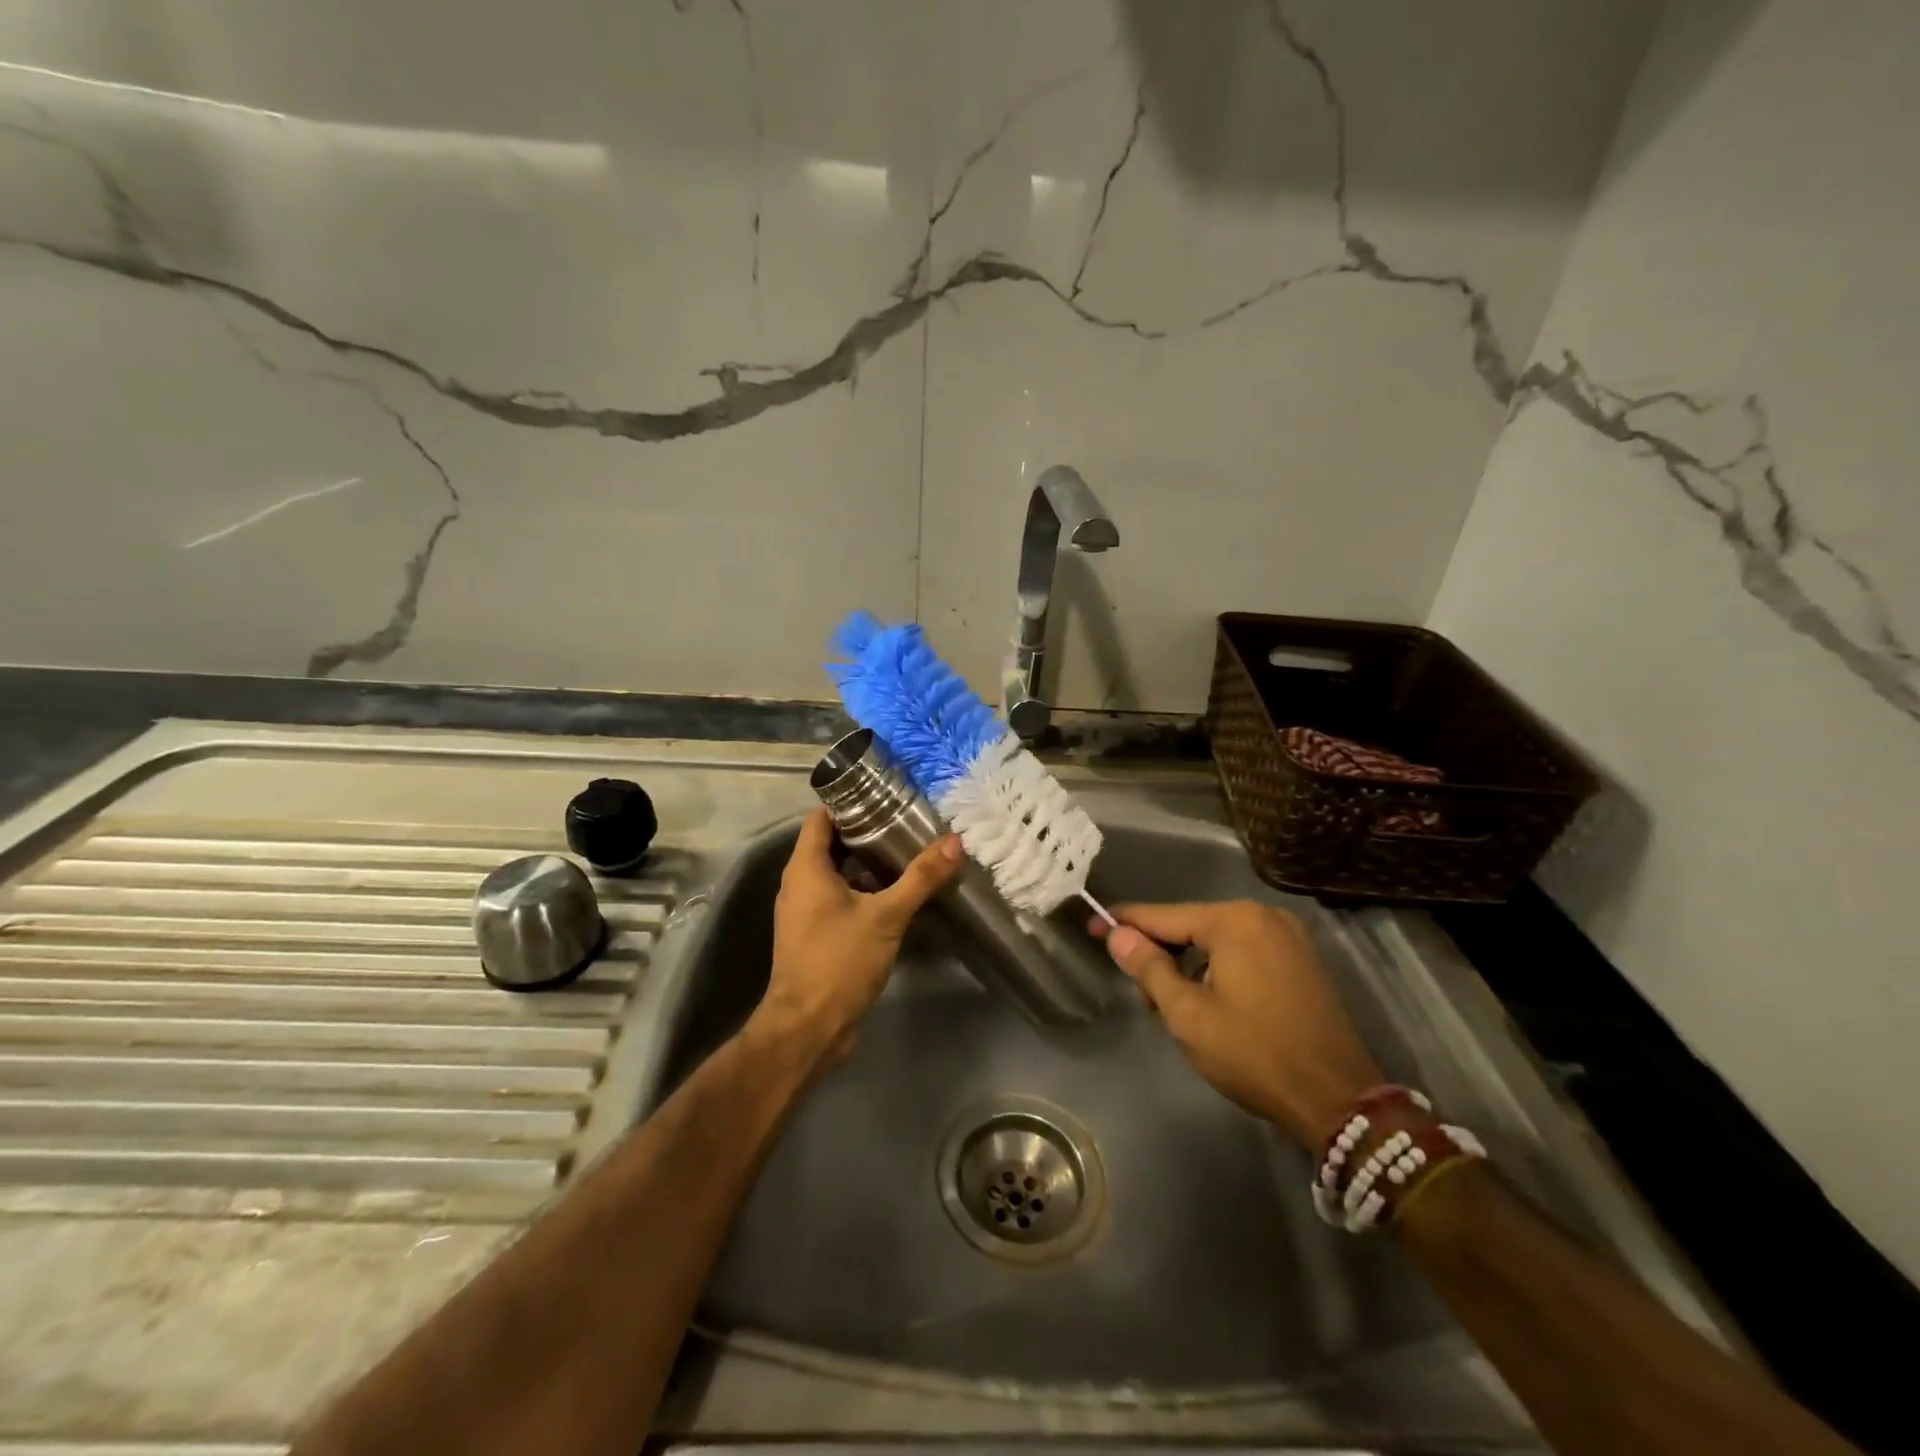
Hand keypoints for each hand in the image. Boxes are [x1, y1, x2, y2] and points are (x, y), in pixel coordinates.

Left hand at [751, 807, 963, 1067]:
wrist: (808, 1028)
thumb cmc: (838, 961)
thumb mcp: (886, 916)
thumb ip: (920, 878)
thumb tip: (954, 842)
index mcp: (806, 869)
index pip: (820, 817)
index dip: (848, 802)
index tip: (884, 795)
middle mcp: (799, 885)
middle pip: (831, 844)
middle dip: (867, 832)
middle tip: (907, 823)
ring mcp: (806, 913)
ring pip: (837, 875)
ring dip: (868, 865)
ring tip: (909, 853)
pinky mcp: (816, 936)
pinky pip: (839, 900)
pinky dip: (864, 892)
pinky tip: (898, 896)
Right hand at [1092, 900, 1382, 1146]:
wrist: (1339, 1100)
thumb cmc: (1254, 1054)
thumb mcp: (1188, 1014)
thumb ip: (1149, 968)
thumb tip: (1118, 935)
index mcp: (1234, 921)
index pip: (1164, 916)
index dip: (1125, 924)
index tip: (1091, 927)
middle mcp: (1263, 916)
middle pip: (1192, 925)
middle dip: (1160, 953)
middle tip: (1142, 996)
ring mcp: (1288, 936)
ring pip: (1217, 940)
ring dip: (1189, 964)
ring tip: (1173, 1006)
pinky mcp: (1302, 960)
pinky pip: (1244, 951)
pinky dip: (1218, 968)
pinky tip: (1209, 1000)